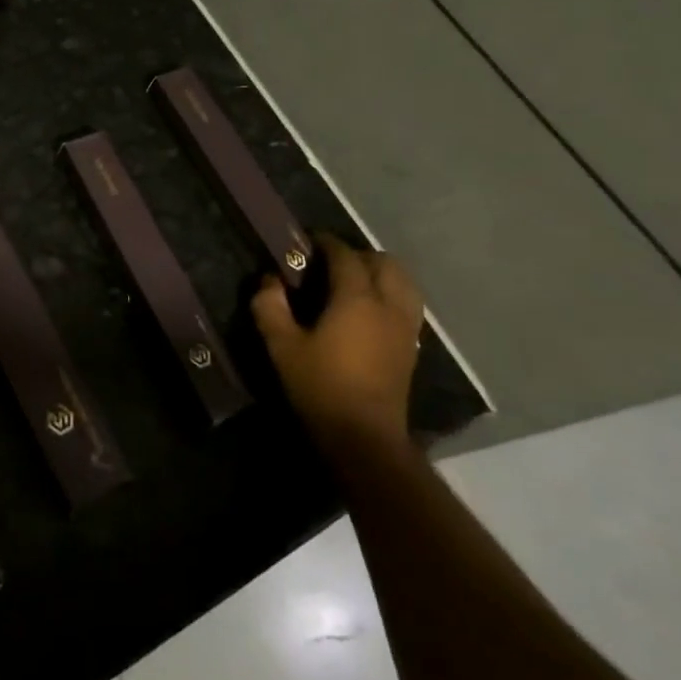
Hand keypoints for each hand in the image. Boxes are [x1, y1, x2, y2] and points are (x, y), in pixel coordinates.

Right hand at [252, 234, 423, 446]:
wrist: (364, 438)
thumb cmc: (321, 387)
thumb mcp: (282, 346)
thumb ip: (270, 307)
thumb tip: (269, 281)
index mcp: (357, 298)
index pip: (346, 256)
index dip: (327, 244)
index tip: (309, 241)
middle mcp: (388, 305)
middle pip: (384, 263)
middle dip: (359, 255)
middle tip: (331, 264)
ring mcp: (405, 327)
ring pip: (404, 282)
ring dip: (381, 274)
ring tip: (355, 283)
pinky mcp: (411, 348)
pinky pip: (407, 305)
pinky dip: (391, 295)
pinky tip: (370, 311)